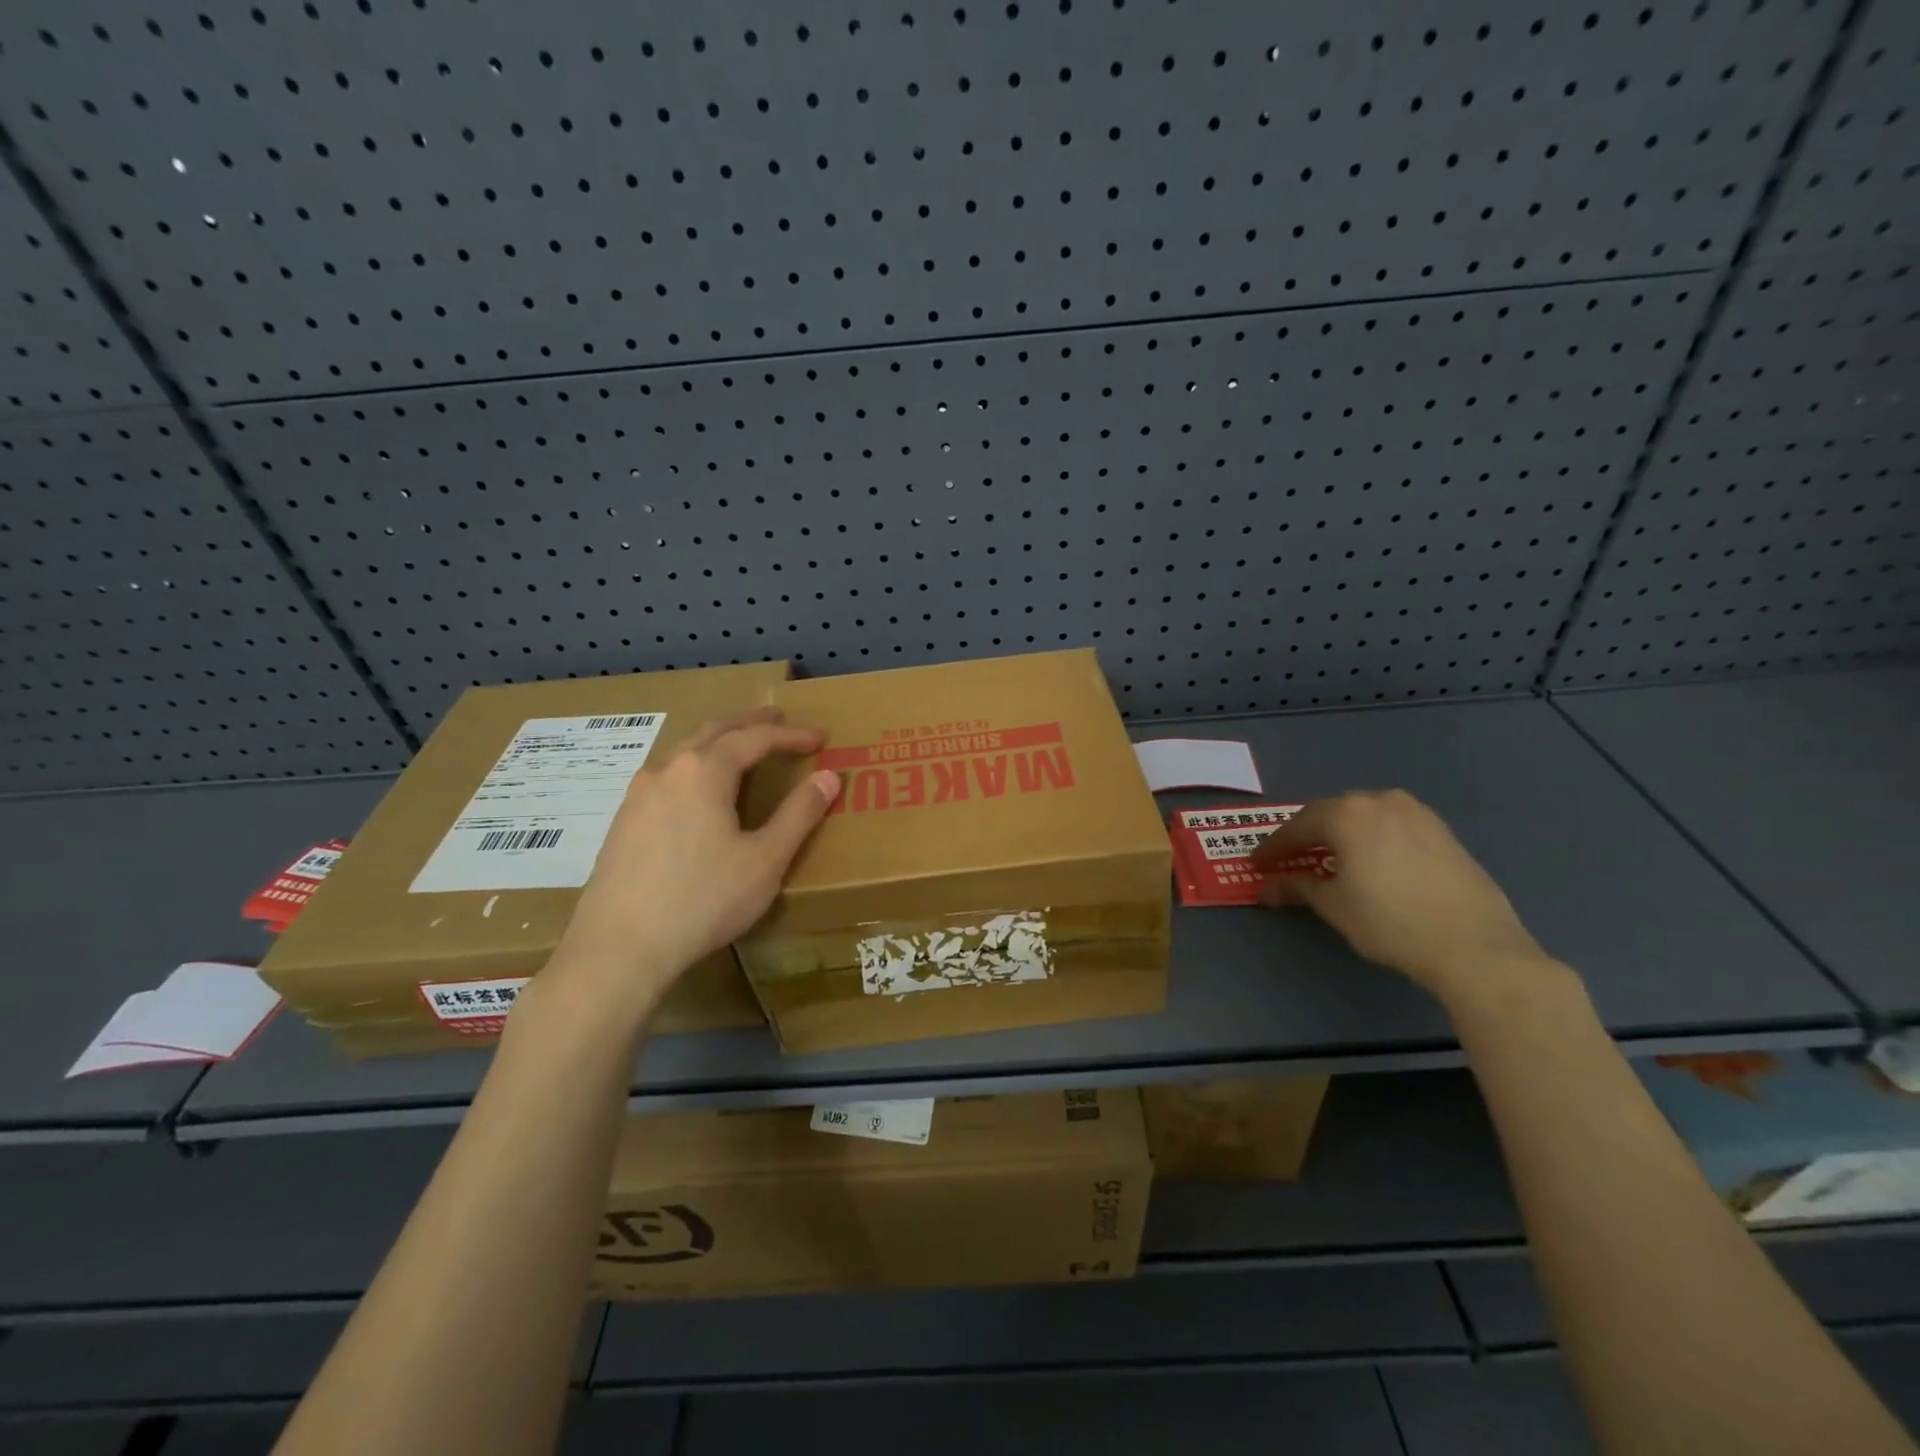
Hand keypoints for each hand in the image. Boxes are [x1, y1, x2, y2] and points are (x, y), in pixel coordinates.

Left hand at [546, 708, 840, 1017]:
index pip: (756, 738)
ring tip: (742, 747)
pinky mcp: (623, 820)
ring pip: (685, 750)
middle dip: (750, 722)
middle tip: (779, 719)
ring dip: (719, 741)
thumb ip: (800, 814)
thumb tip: (829, 777)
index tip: (820, 738)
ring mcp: (638, 794)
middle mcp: (667, 769)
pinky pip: (668, 775)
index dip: (791, 735)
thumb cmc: (703, 900)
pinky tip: (700, 790)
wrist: (619, 949)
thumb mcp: (765, 860)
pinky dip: (696, 766)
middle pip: (714, 730)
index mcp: (704, 770)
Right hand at [1251, 789, 1551, 1003]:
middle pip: (1331, 813)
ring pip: (1365, 816)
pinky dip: (1372, 837)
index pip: (1297, 827)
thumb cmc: (1391, 922)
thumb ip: (1298, 888)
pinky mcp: (1443, 832)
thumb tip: (1268, 888)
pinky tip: (1372, 860)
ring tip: (1330, 856)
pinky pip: (1393, 825)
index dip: (1273, 848)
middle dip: (1307, 834)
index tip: (1256, 864)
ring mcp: (1417, 813)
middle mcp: (1380, 802)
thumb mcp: (1334, 906)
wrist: (1475, 946)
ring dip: (1342, 833)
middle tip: (1290, 858)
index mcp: (1348, 814)